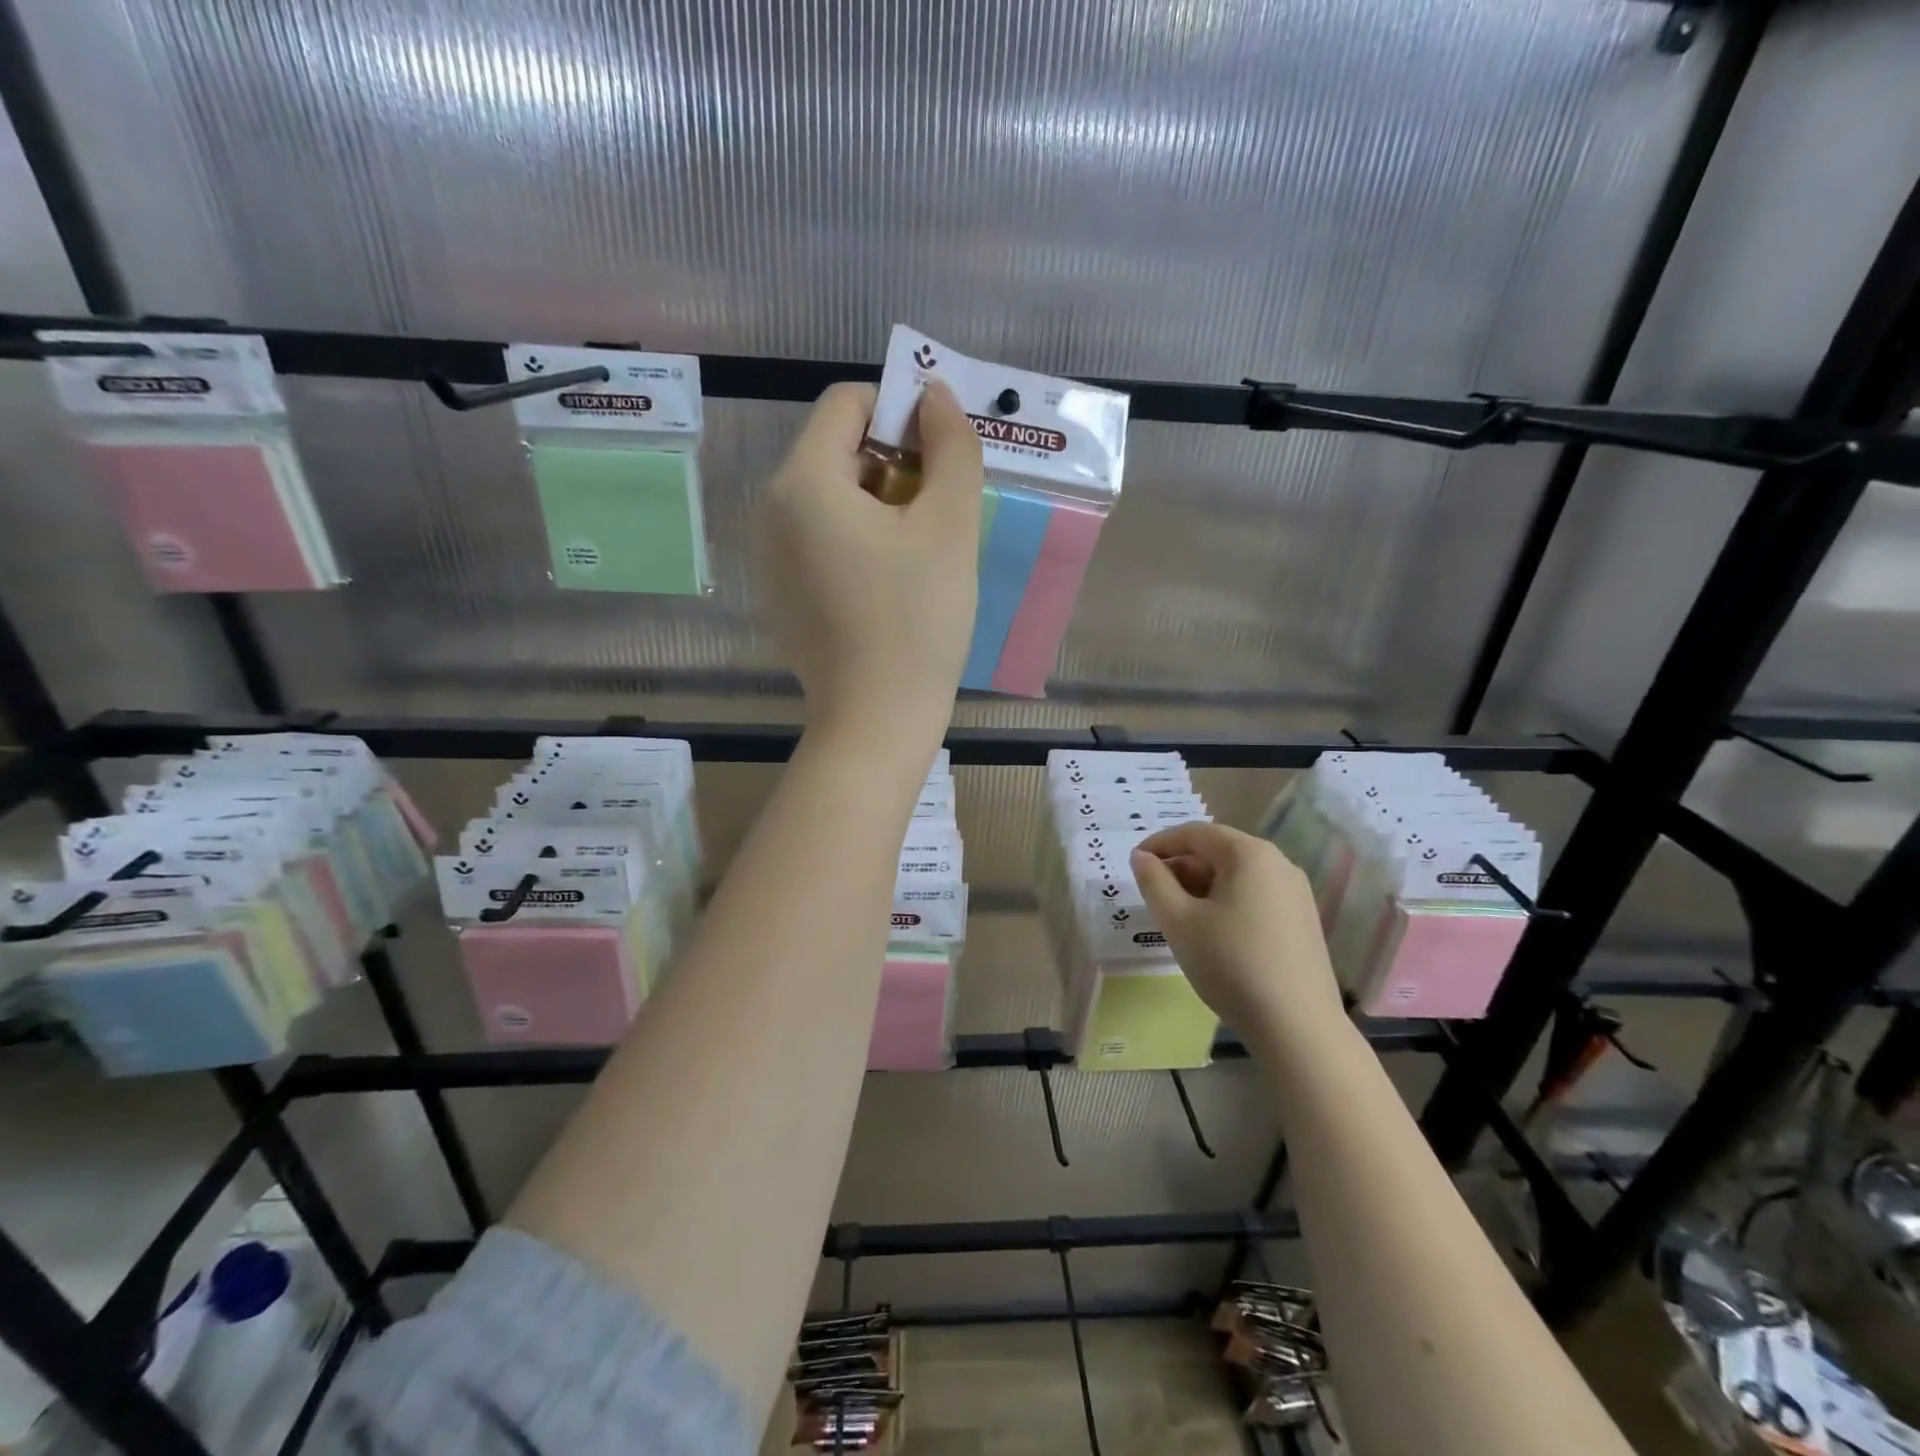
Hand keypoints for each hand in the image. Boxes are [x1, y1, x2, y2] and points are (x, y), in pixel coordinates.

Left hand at [756, 381, 983, 739]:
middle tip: (939, 512)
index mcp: (803, 481)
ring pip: (830, 496)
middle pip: (837, 449)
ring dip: (881, 503)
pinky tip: (889, 584)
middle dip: (893, 463)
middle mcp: (771, 508)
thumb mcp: (950, 526)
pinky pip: (819, 538)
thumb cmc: (918, 619)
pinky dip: (857, 539)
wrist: (877, 719)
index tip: (941, 456)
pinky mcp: (779, 590)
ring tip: (919, 552)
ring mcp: (769, 554)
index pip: (847, 403)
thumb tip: (935, 394)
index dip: (901, 411)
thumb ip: (951, 446)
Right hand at [1130, 822, 1344, 1039]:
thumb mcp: (1178, 921)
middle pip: (1219, 851)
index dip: (1159, 843)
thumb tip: (1142, 857)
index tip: (1134, 864)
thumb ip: (1154, 882)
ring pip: (1237, 875)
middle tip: (1153, 893)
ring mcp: (1296, 892)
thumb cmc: (1230, 964)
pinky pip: (1255, 895)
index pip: (1195, 833)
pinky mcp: (1303, 920)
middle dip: (1181, 866)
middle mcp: (1279, 863)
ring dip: (1202, 885)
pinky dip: (1226, 901)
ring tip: (1177, 914)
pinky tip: (1212, 931)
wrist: (1297, 1027)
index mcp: (1250, 854)